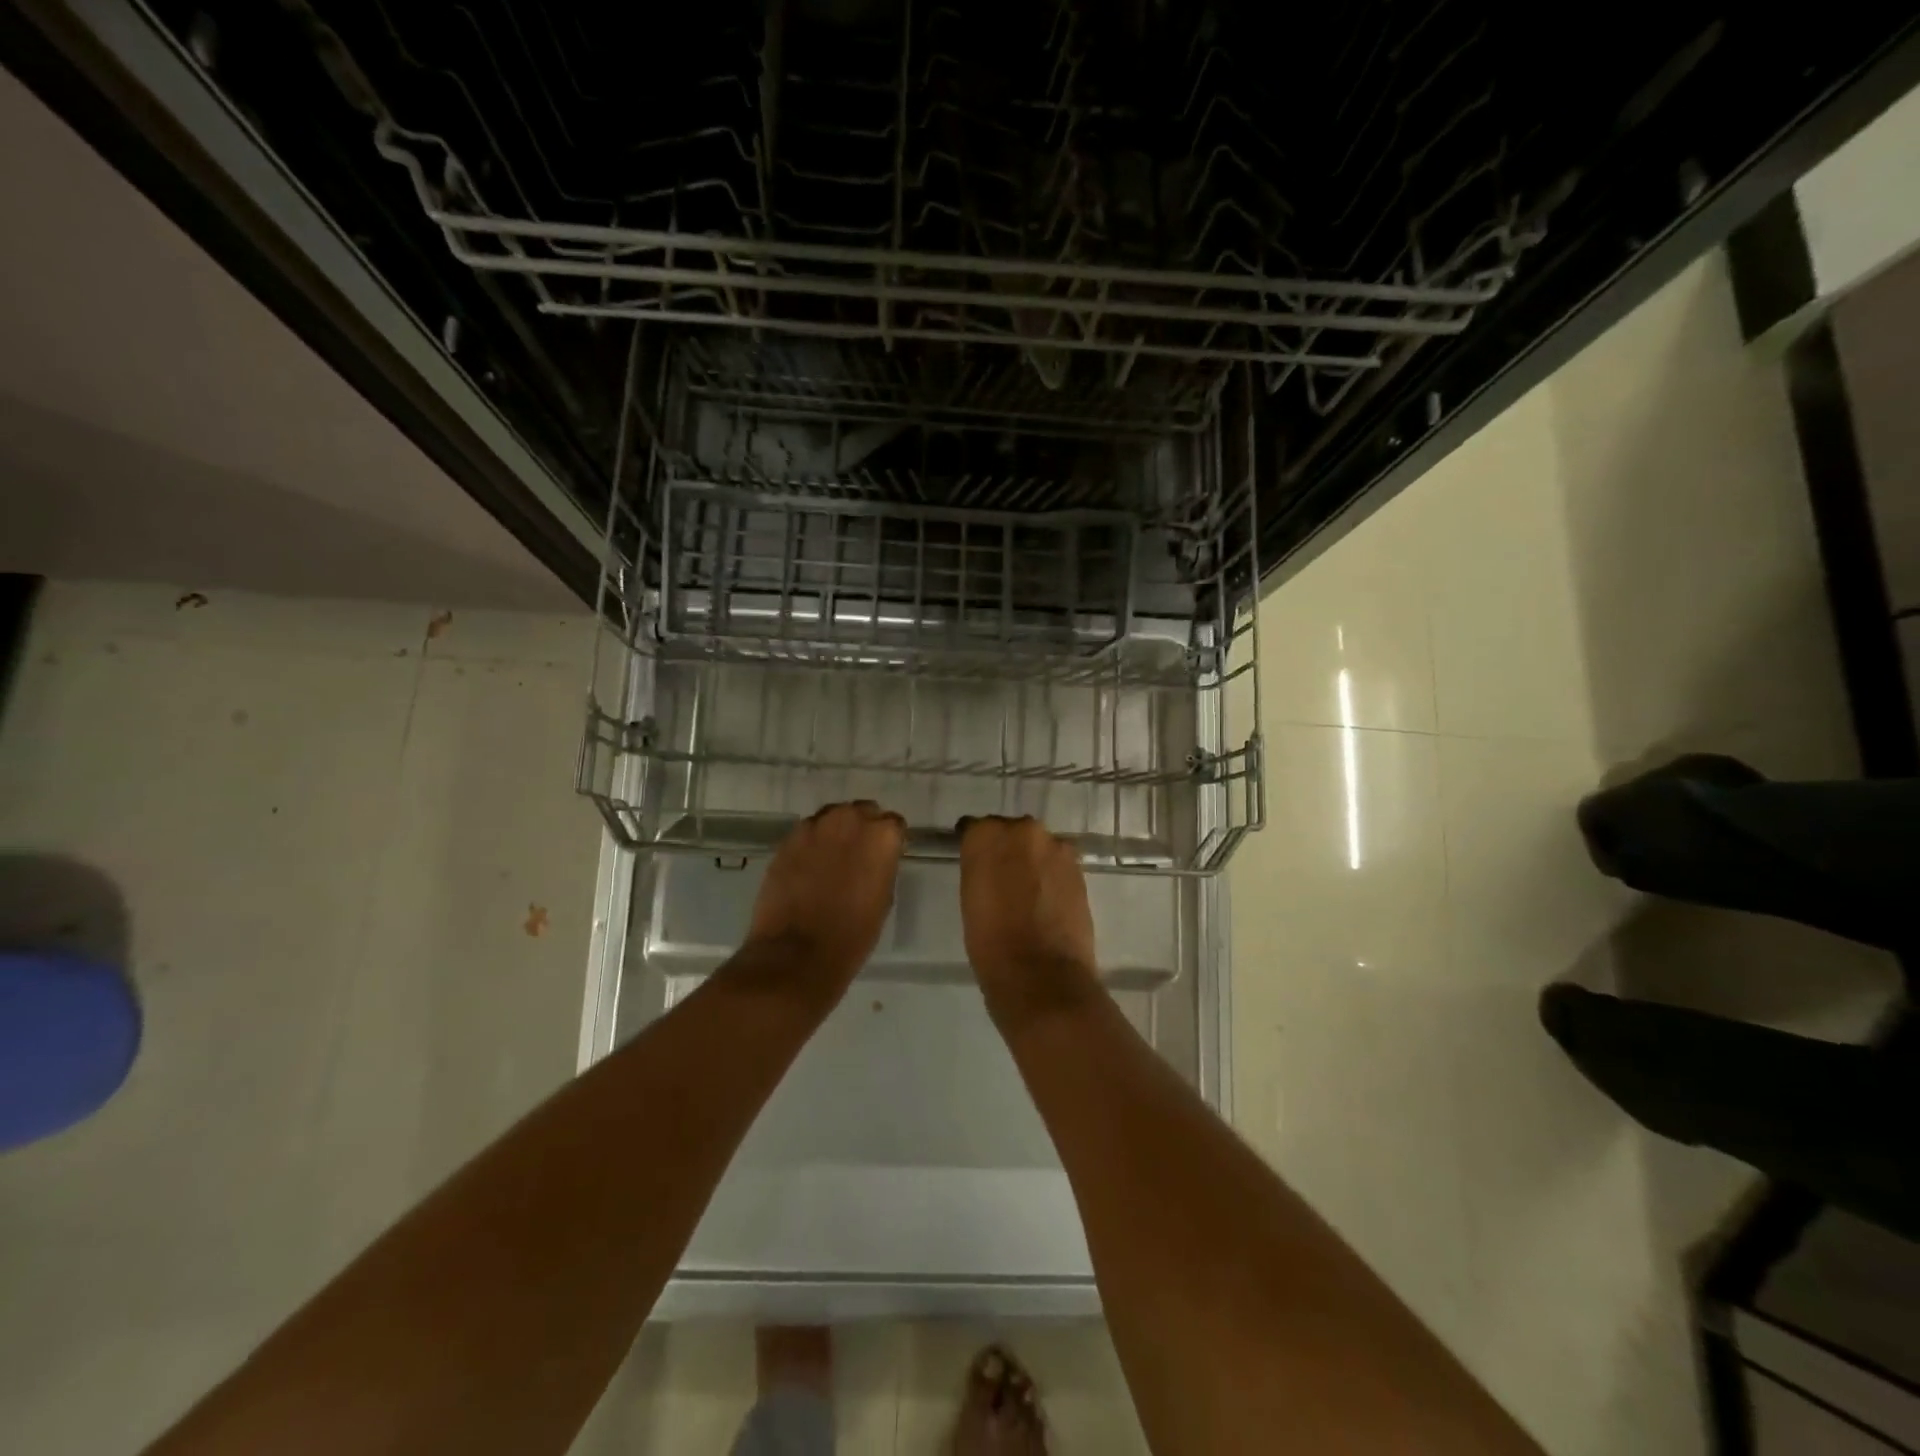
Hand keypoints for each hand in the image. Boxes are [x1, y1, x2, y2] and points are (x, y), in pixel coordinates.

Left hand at [742, 801, 905, 998]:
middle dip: (862, 829)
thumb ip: (882, 866)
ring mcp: (814, 827)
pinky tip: (809, 867)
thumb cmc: (852, 935)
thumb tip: (874, 859)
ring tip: (832, 858)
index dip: (890, 841)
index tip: (885, 857)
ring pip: (832, 817)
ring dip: (836, 831)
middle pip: (862, 812)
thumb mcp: (883, 899)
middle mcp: (849, 820)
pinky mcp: (787, 840)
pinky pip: (807, 832)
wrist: (797, 953)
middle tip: (859, 855)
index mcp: (881, 836)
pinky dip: (811, 843)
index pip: (893, 824)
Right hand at [957, 816, 1099, 1027]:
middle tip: (1002, 878)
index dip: (975, 847)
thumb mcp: (970, 899)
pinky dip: (1051, 876)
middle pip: (1011, 832)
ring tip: (1027, 891)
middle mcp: (1022, 830)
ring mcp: (1055, 847)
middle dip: (1007, 849)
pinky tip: (1046, 900)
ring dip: (1032, 861)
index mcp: (985, 835)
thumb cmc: (990, 942)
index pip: (975, 828)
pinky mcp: (1079, 868)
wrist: (1040, 974)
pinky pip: (1058, 864)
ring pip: (1038, 847)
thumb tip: (989, 865)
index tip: (974, 863)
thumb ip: (980, 869)